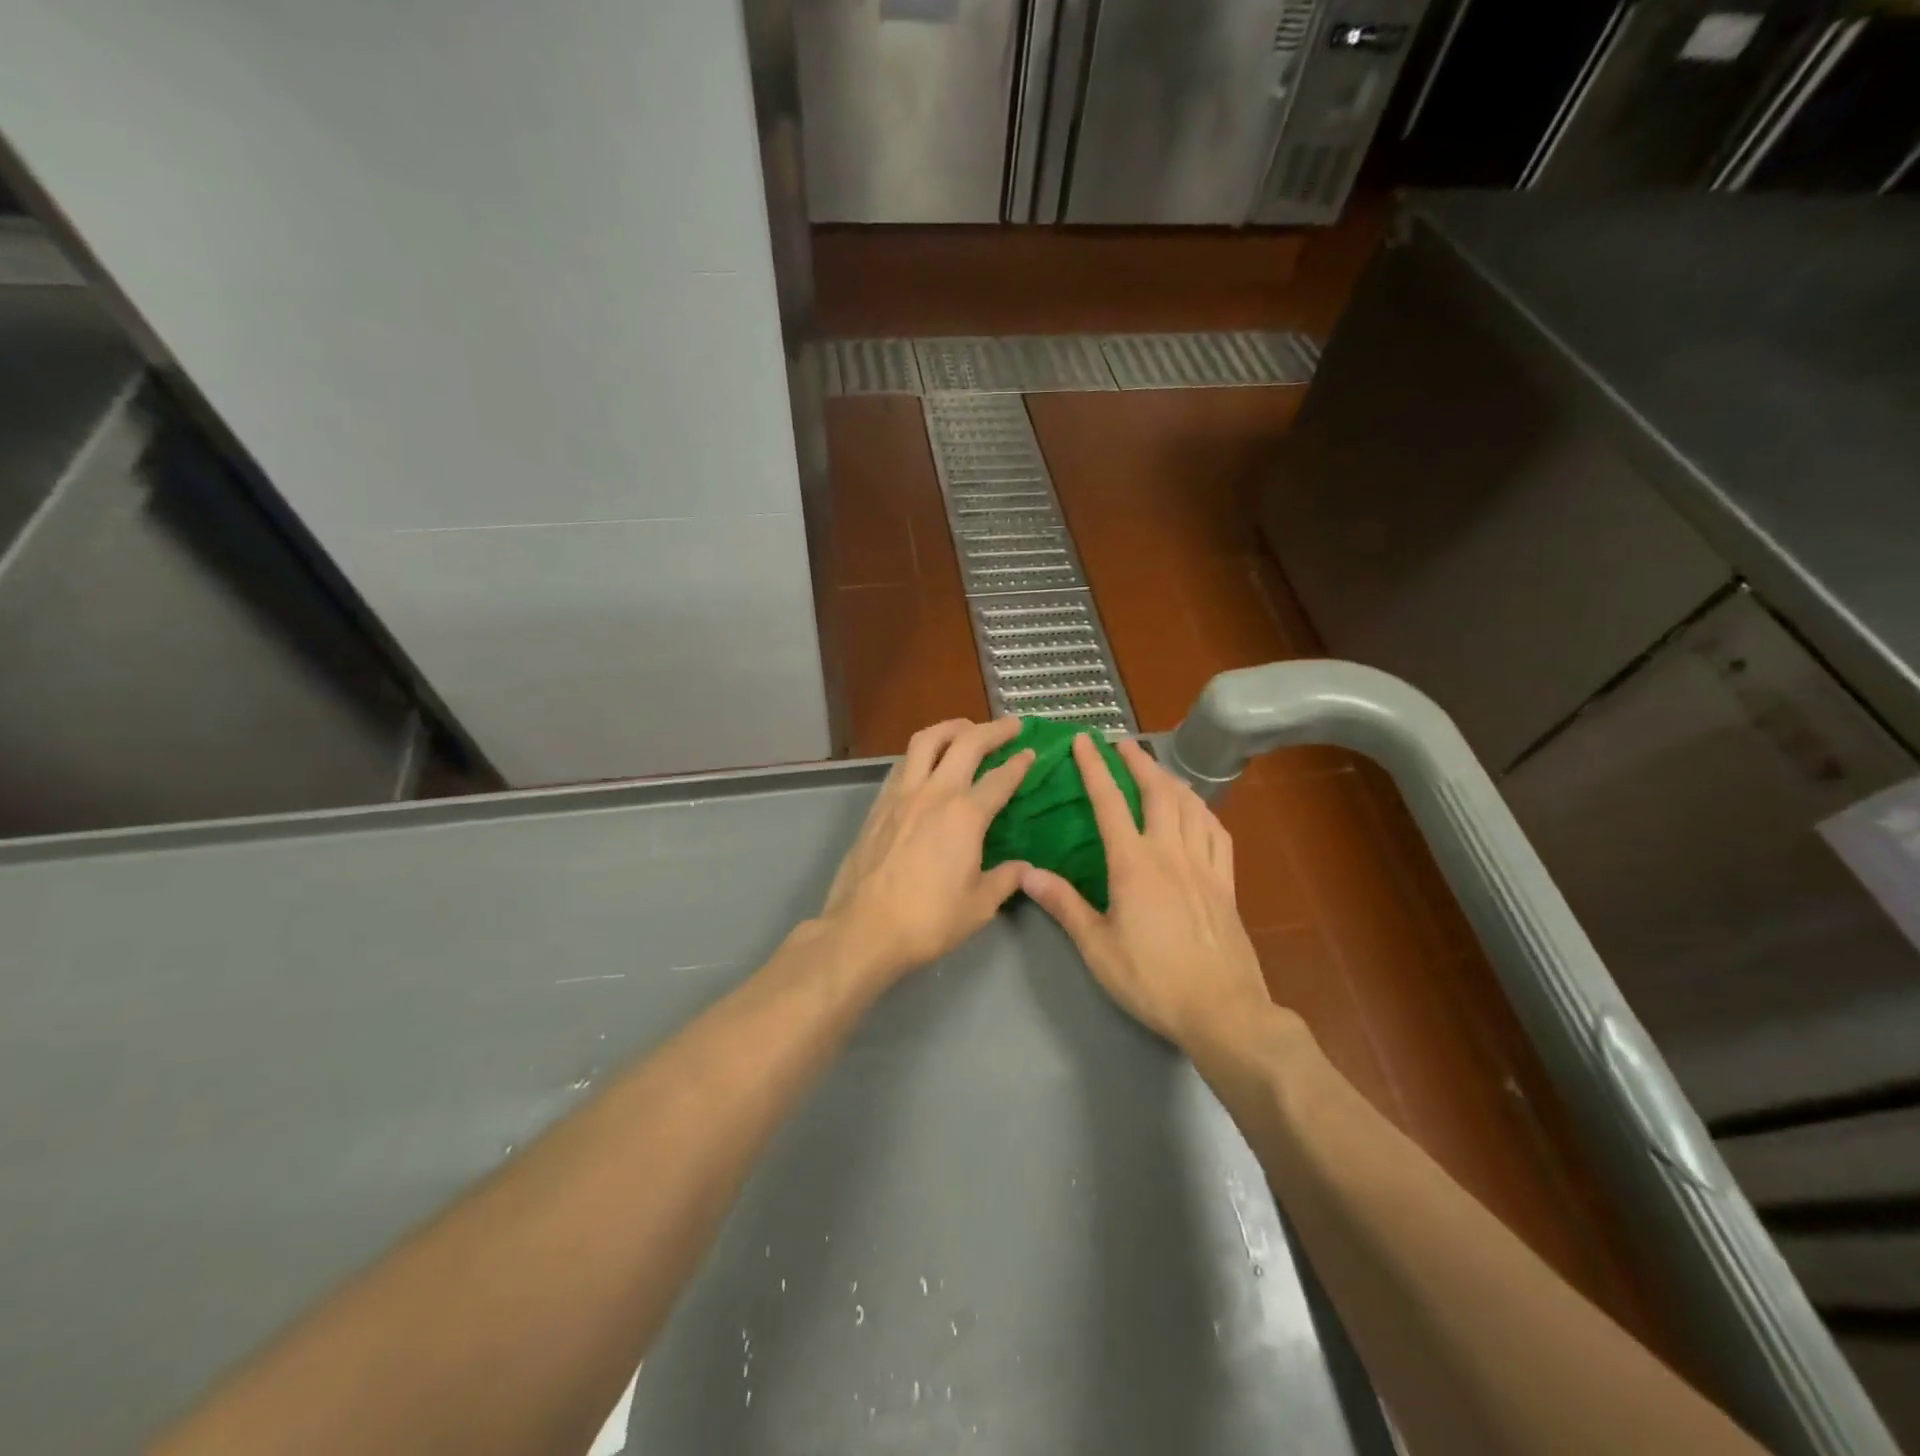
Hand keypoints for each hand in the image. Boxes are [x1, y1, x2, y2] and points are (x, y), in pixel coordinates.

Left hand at [820, 718, 1035, 982]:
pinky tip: (926, 761)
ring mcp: (901, 795)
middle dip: (993, 730)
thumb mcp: (979, 907)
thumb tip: (1023, 868)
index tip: (1032, 752)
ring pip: (926, 741)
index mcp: (965, 816)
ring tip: (966, 728)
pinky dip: (921, 752)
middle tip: (1011, 725)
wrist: (863, 929)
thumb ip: (1005, 880)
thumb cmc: (927, 921)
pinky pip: (902, 763)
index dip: (1020, 763)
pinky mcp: (878, 805)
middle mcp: (934, 793)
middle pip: (965, 743)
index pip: (1000, 778)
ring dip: (951, 727)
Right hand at [1021, 736, 1274, 1050]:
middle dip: (1138, 761)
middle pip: (1157, 791)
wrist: (1222, 1010)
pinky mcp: (1227, 884)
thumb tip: (1026, 873)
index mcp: (1134, 864)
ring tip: (1157, 769)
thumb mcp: (1097, 948)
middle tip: (1123, 744)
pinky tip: (1198, 811)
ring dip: (1171, 779)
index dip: (1095, 768)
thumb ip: (1063, 905)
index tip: (1084, 741)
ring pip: (1191, 806)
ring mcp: (1205, 866)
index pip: (1110, 803)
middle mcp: (1171, 853)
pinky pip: (1218, 833)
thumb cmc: (1152, 980)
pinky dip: (1204, 811)